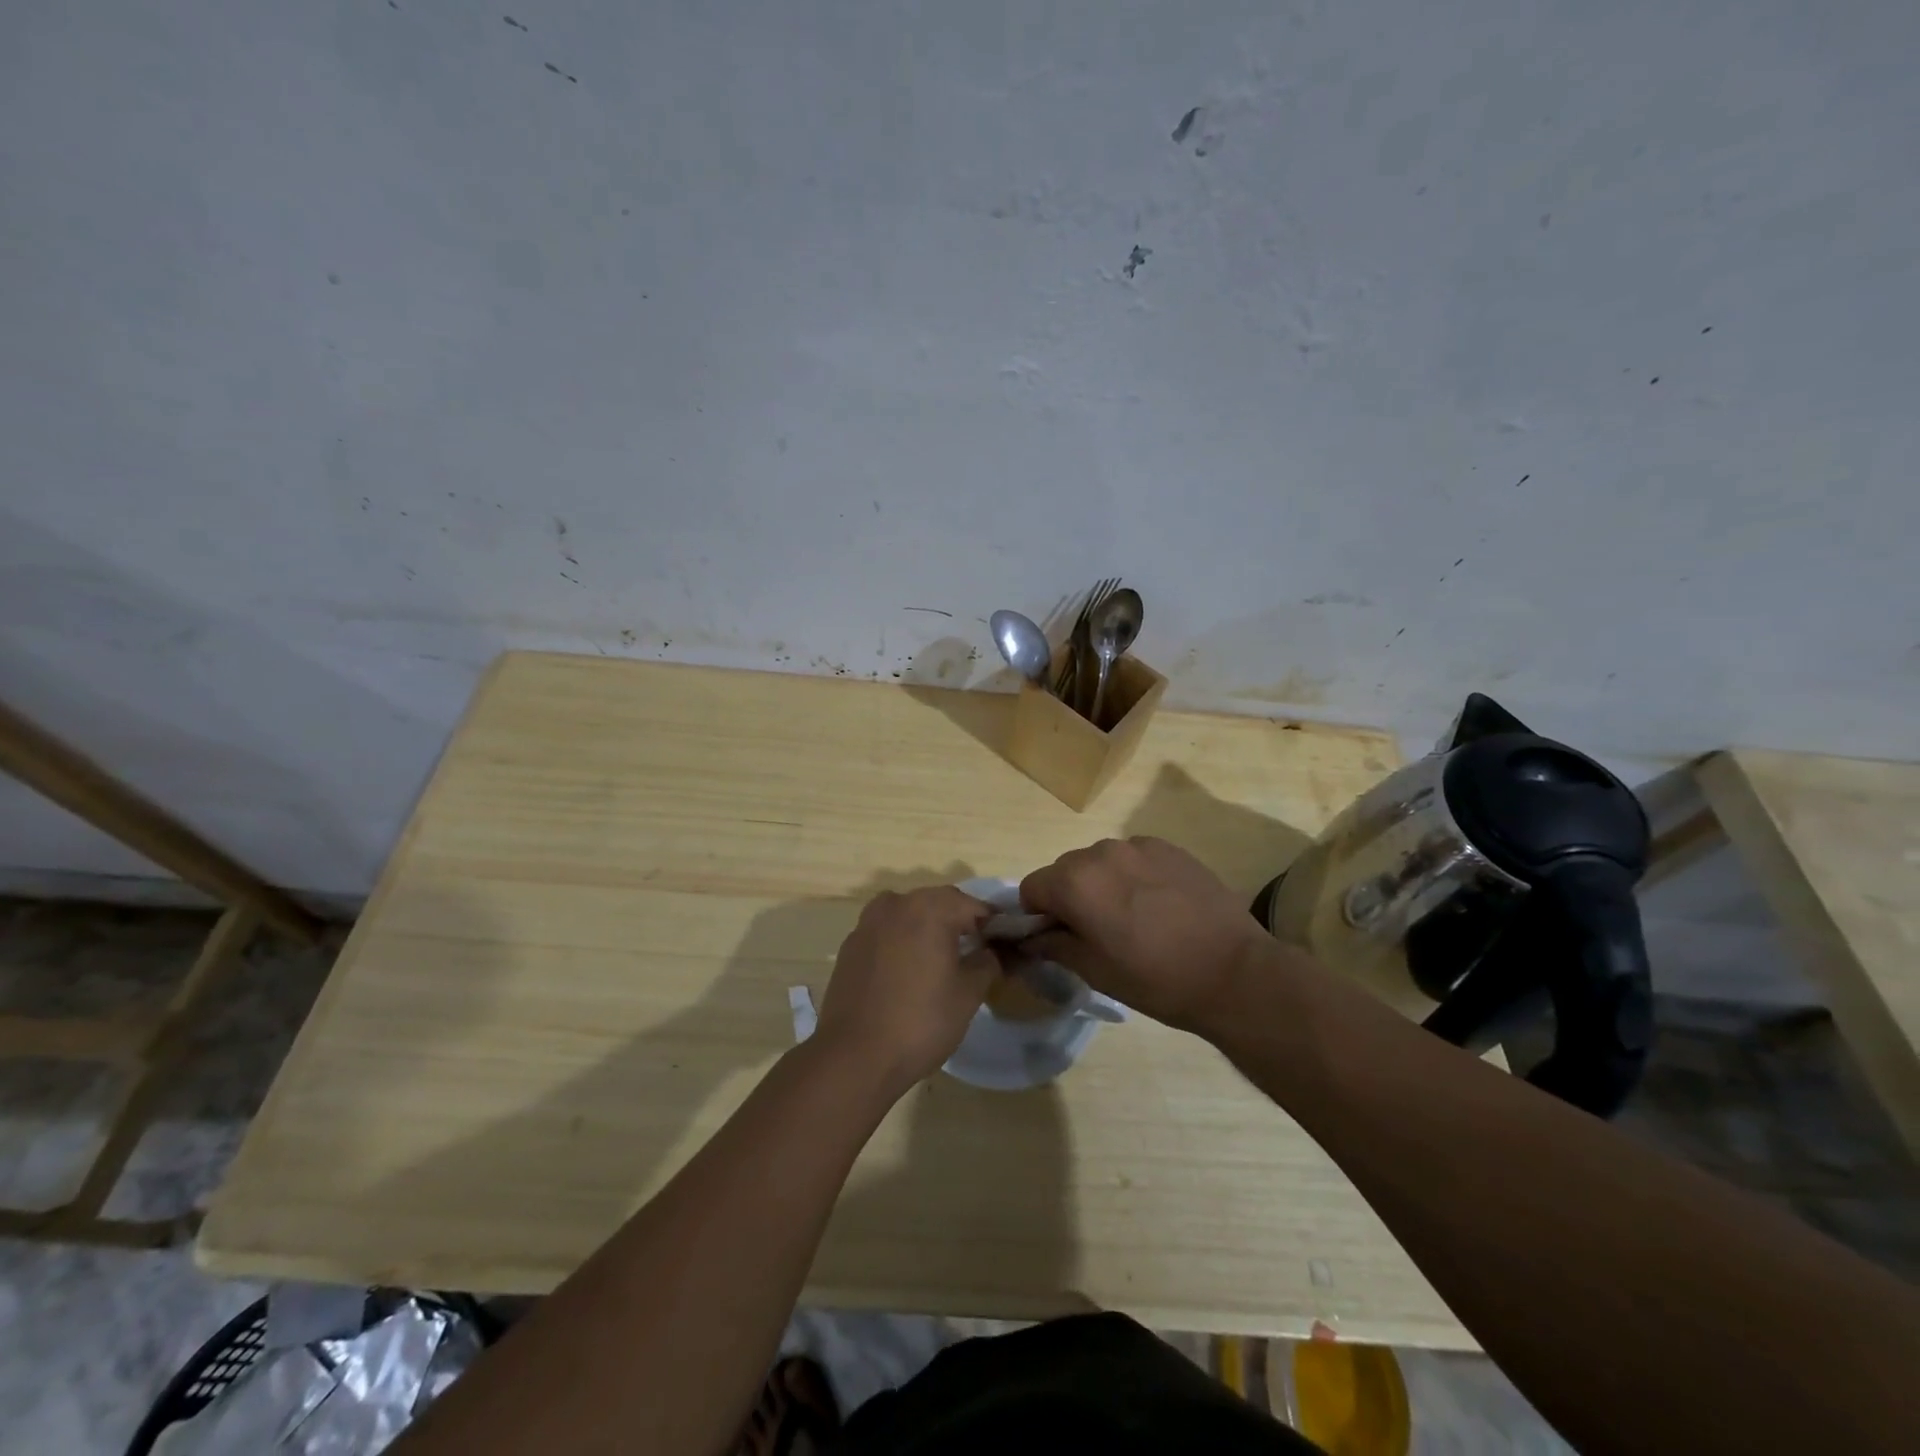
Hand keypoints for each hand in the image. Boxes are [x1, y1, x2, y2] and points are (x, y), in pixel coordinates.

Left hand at [814, 886, 995, 1097]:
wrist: (854, 1056)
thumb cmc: (920, 1021)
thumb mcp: (968, 995)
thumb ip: (986, 963)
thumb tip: (990, 952)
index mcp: (930, 908)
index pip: (973, 905)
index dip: (992, 924)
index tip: (1004, 945)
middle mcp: (897, 903)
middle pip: (939, 904)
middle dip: (959, 922)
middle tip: (976, 952)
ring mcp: (868, 922)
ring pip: (909, 915)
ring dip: (928, 929)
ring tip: (941, 961)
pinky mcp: (850, 945)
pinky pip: (886, 933)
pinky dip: (902, 942)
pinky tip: (908, 972)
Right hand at [1020, 837, 1273, 1032]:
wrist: (1233, 971)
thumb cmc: (1155, 979)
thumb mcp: (1094, 971)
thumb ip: (1053, 945)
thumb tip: (1031, 937)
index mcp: (1075, 882)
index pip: (1032, 888)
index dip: (1037, 915)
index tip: (1059, 938)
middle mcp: (1100, 852)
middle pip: (1065, 870)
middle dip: (1070, 897)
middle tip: (1098, 933)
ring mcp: (1137, 845)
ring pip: (1100, 861)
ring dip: (1103, 883)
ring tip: (1134, 918)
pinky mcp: (1168, 847)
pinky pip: (1133, 857)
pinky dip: (1133, 875)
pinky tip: (1159, 905)